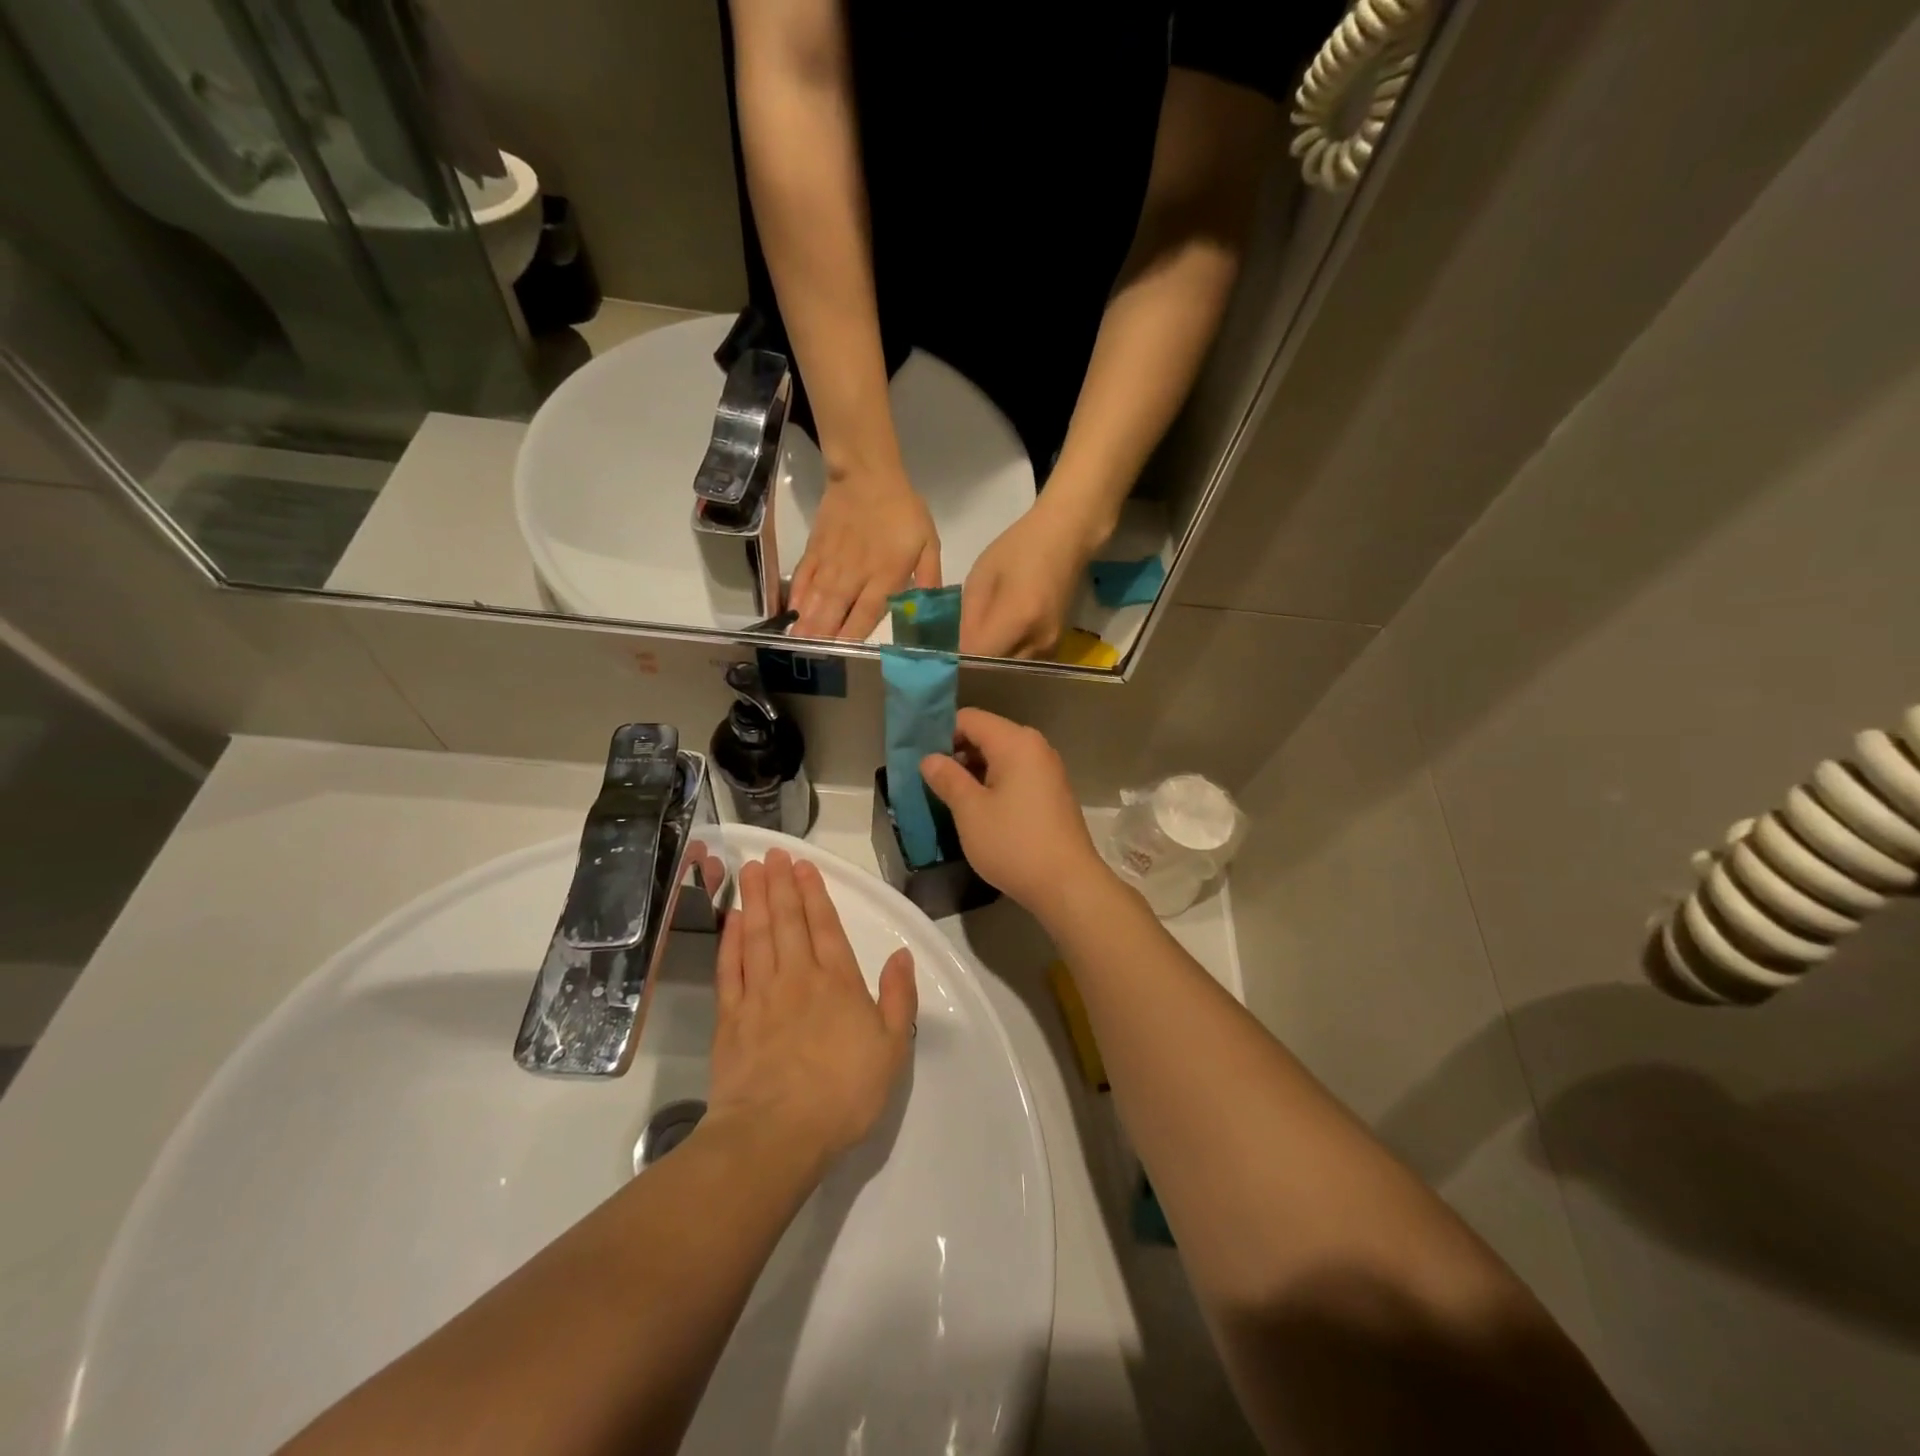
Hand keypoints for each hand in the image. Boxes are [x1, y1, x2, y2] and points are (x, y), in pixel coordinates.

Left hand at [707, 849, 917, 1169]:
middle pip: (788, 921)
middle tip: (773, 854)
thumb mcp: (892, 1049)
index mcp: (838, 983)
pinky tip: (732, 921)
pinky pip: (731, 968)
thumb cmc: (843, 1093)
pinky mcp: (731, 1018)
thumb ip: (899, 998)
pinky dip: (731, 941)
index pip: (826, 927)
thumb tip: (902, 955)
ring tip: (751, 871)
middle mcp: (798, 978)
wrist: (776, 1134)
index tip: (804, 866)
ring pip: (757, 935)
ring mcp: (760, 995)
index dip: (815, 894)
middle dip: (781, 885)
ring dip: (755, 900)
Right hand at [790, 468, 940, 640]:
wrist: (868, 474)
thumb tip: (929, 612)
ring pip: (817, 597)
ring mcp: (831, 561)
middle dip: (824, 635)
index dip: (854, 633)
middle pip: (836, 609)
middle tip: (812, 657)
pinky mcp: (815, 550)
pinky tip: (790, 612)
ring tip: (796, 643)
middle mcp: (855, 573)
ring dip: (807, 621)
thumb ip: (929, 579)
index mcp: (885, 574)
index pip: (868, 611)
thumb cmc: (902, 511)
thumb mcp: (928, 543)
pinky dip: (796, 595)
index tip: (843, 653)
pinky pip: (804, 576)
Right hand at [920, 708, 1110, 918]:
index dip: (940, 733)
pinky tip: (977, 809)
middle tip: (928, 780)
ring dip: (973, 771)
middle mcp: (1035, 747)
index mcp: (1015, 742)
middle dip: (956, 753)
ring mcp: (1047, 770)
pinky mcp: (1051, 793)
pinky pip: (1015, 775)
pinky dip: (993, 784)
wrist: (1068, 884)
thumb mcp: (970, 811)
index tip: (919, 759)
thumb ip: (947, 778)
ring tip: (947, 797)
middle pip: (986, 735)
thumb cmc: (1014, 843)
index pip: (969, 718)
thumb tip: (929, 758)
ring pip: (1000, 757)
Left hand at [959, 501, 1097, 658]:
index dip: (960, 662)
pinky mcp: (1056, 648)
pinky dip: (1009, 660)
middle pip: (998, 673)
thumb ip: (969, 620)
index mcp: (1018, 619)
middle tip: (959, 660)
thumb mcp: (980, 577)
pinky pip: (1024, 665)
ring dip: (993, 668)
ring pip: (1012, 673)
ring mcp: (1051, 648)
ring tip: (978, 654)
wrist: (1066, 538)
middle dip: (976, 670)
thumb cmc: (1018, 548)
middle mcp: (1038, 641)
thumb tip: (961, 653)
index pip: (979, 659)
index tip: (946, 658)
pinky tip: (998, 647)